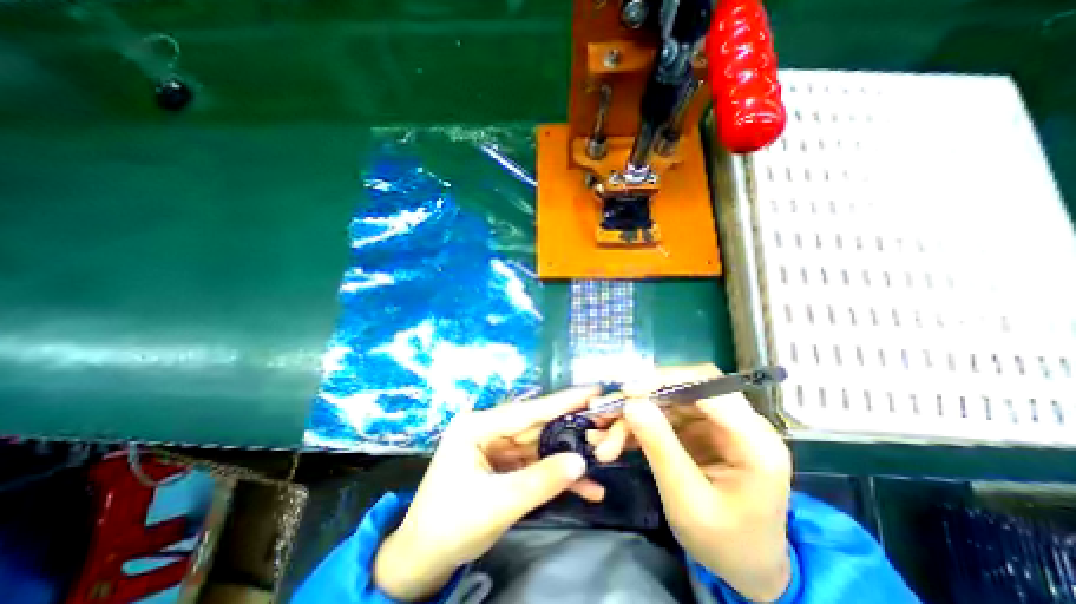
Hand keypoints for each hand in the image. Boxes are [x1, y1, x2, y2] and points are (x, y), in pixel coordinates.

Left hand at [374, 388, 602, 598]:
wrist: (423, 561)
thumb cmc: (450, 526)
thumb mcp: (498, 504)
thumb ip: (541, 481)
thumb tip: (581, 461)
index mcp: (477, 426)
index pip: (528, 411)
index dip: (563, 401)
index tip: (593, 389)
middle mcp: (488, 429)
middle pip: (537, 426)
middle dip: (571, 429)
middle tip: (605, 421)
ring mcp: (496, 446)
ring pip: (539, 446)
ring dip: (568, 456)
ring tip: (603, 454)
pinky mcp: (502, 464)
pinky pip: (533, 464)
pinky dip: (555, 475)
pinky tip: (585, 487)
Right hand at [597, 365, 788, 602]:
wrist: (746, 567)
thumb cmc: (725, 543)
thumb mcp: (688, 502)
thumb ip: (661, 448)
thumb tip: (631, 403)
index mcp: (754, 442)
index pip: (708, 387)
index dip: (666, 381)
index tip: (626, 391)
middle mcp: (739, 423)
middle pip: (683, 389)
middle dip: (640, 400)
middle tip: (605, 412)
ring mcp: (717, 424)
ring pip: (667, 402)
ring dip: (633, 416)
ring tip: (603, 438)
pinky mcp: (700, 429)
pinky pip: (663, 416)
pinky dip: (638, 426)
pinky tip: (615, 439)